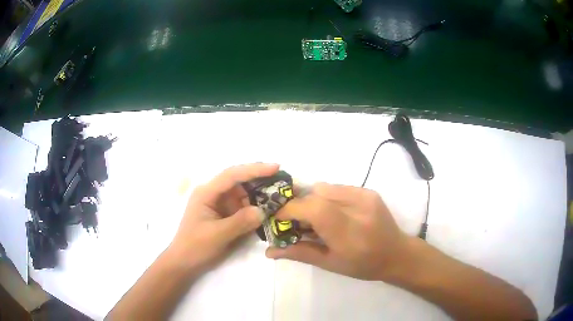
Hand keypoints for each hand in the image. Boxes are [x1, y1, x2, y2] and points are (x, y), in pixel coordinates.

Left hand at [168, 163, 277, 273]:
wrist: (185, 263)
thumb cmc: (195, 247)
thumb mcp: (217, 235)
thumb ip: (240, 222)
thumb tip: (263, 211)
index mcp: (207, 192)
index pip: (232, 175)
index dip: (254, 170)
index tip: (276, 167)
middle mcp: (214, 193)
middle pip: (239, 180)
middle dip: (260, 178)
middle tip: (283, 179)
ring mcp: (220, 203)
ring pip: (243, 193)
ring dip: (260, 193)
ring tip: (281, 193)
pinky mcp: (225, 214)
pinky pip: (243, 206)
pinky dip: (256, 206)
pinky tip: (269, 207)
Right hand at [266, 183, 416, 281]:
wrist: (396, 253)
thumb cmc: (363, 265)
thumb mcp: (330, 264)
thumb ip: (299, 253)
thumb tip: (268, 250)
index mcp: (349, 233)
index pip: (315, 209)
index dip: (291, 209)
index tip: (278, 218)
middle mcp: (359, 208)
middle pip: (316, 194)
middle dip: (298, 205)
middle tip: (294, 221)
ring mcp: (365, 196)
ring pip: (324, 187)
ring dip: (311, 200)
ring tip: (313, 218)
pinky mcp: (368, 190)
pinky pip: (336, 187)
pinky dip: (325, 197)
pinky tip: (331, 212)